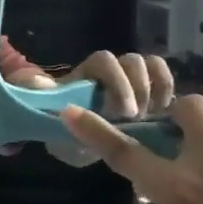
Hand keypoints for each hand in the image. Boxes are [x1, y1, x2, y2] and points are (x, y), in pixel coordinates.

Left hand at [17, 51, 174, 117]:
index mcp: (87, 73)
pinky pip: (163, 78)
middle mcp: (112, 71)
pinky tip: (165, 115)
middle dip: (138, 88)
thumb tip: (35, 83)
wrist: (76, 142)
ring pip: (151, 65)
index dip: (117, 81)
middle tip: (136, 119)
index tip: (122, 111)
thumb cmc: (62, 125)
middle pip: (132, 61)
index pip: (104, 60)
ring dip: (155, 89)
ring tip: (153, 117)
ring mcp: (132, 80)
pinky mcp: (148, 93)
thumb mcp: (47, 115)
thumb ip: (42, 97)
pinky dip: (167, 90)